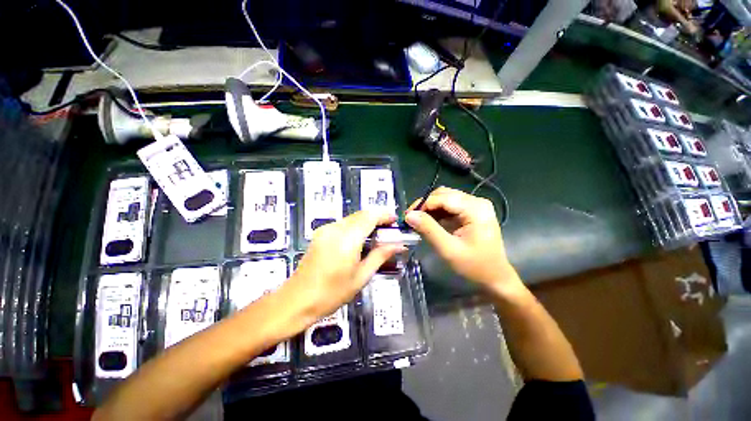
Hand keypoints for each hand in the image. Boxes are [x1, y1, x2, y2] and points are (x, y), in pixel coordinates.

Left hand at [284, 211, 402, 323]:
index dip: (384, 215)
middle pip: (361, 214)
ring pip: (352, 218)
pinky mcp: (320, 233)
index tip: (395, 221)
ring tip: (376, 236)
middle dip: (376, 218)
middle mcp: (336, 229)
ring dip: (366, 222)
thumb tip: (399, 245)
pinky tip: (359, 240)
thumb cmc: (332, 293)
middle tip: (388, 231)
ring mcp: (325, 229)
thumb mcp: (361, 276)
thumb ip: (381, 256)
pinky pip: (342, 223)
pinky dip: (355, 226)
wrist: (297, 300)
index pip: (370, 216)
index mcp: (347, 239)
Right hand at [405, 187, 519, 292]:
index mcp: (475, 208)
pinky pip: (449, 206)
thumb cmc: (474, 266)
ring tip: (419, 222)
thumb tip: (409, 215)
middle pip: (443, 194)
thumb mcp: (448, 249)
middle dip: (425, 206)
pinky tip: (430, 223)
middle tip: (412, 220)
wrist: (495, 277)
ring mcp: (475, 206)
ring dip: (430, 209)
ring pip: (445, 199)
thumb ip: (428, 230)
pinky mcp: (472, 212)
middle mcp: (476, 202)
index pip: (442, 197)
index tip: (407, 217)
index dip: (422, 205)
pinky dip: (437, 213)